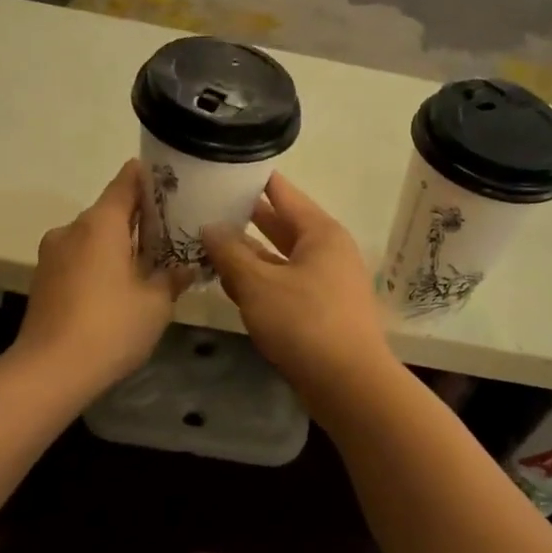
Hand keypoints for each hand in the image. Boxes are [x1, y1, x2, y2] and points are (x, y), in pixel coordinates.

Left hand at [15, 161, 190, 391]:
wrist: (49, 371)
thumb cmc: (110, 327)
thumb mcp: (155, 303)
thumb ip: (172, 277)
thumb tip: (186, 266)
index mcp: (100, 223)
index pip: (126, 182)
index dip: (149, 178)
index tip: (172, 181)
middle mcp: (72, 229)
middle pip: (109, 211)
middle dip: (139, 219)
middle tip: (171, 231)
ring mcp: (52, 255)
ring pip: (92, 238)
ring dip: (118, 245)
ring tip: (147, 264)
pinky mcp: (43, 280)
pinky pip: (79, 259)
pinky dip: (100, 264)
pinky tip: (118, 288)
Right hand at [201, 173, 395, 414]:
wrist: (348, 384)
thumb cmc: (305, 323)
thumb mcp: (258, 284)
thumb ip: (230, 253)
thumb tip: (209, 227)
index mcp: (319, 232)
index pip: (281, 192)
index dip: (251, 180)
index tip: (219, 169)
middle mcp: (326, 251)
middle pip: (279, 225)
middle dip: (242, 219)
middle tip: (203, 206)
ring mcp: (324, 282)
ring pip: (278, 259)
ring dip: (246, 255)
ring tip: (205, 244)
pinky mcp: (319, 310)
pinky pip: (282, 285)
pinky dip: (258, 282)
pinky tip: (229, 285)